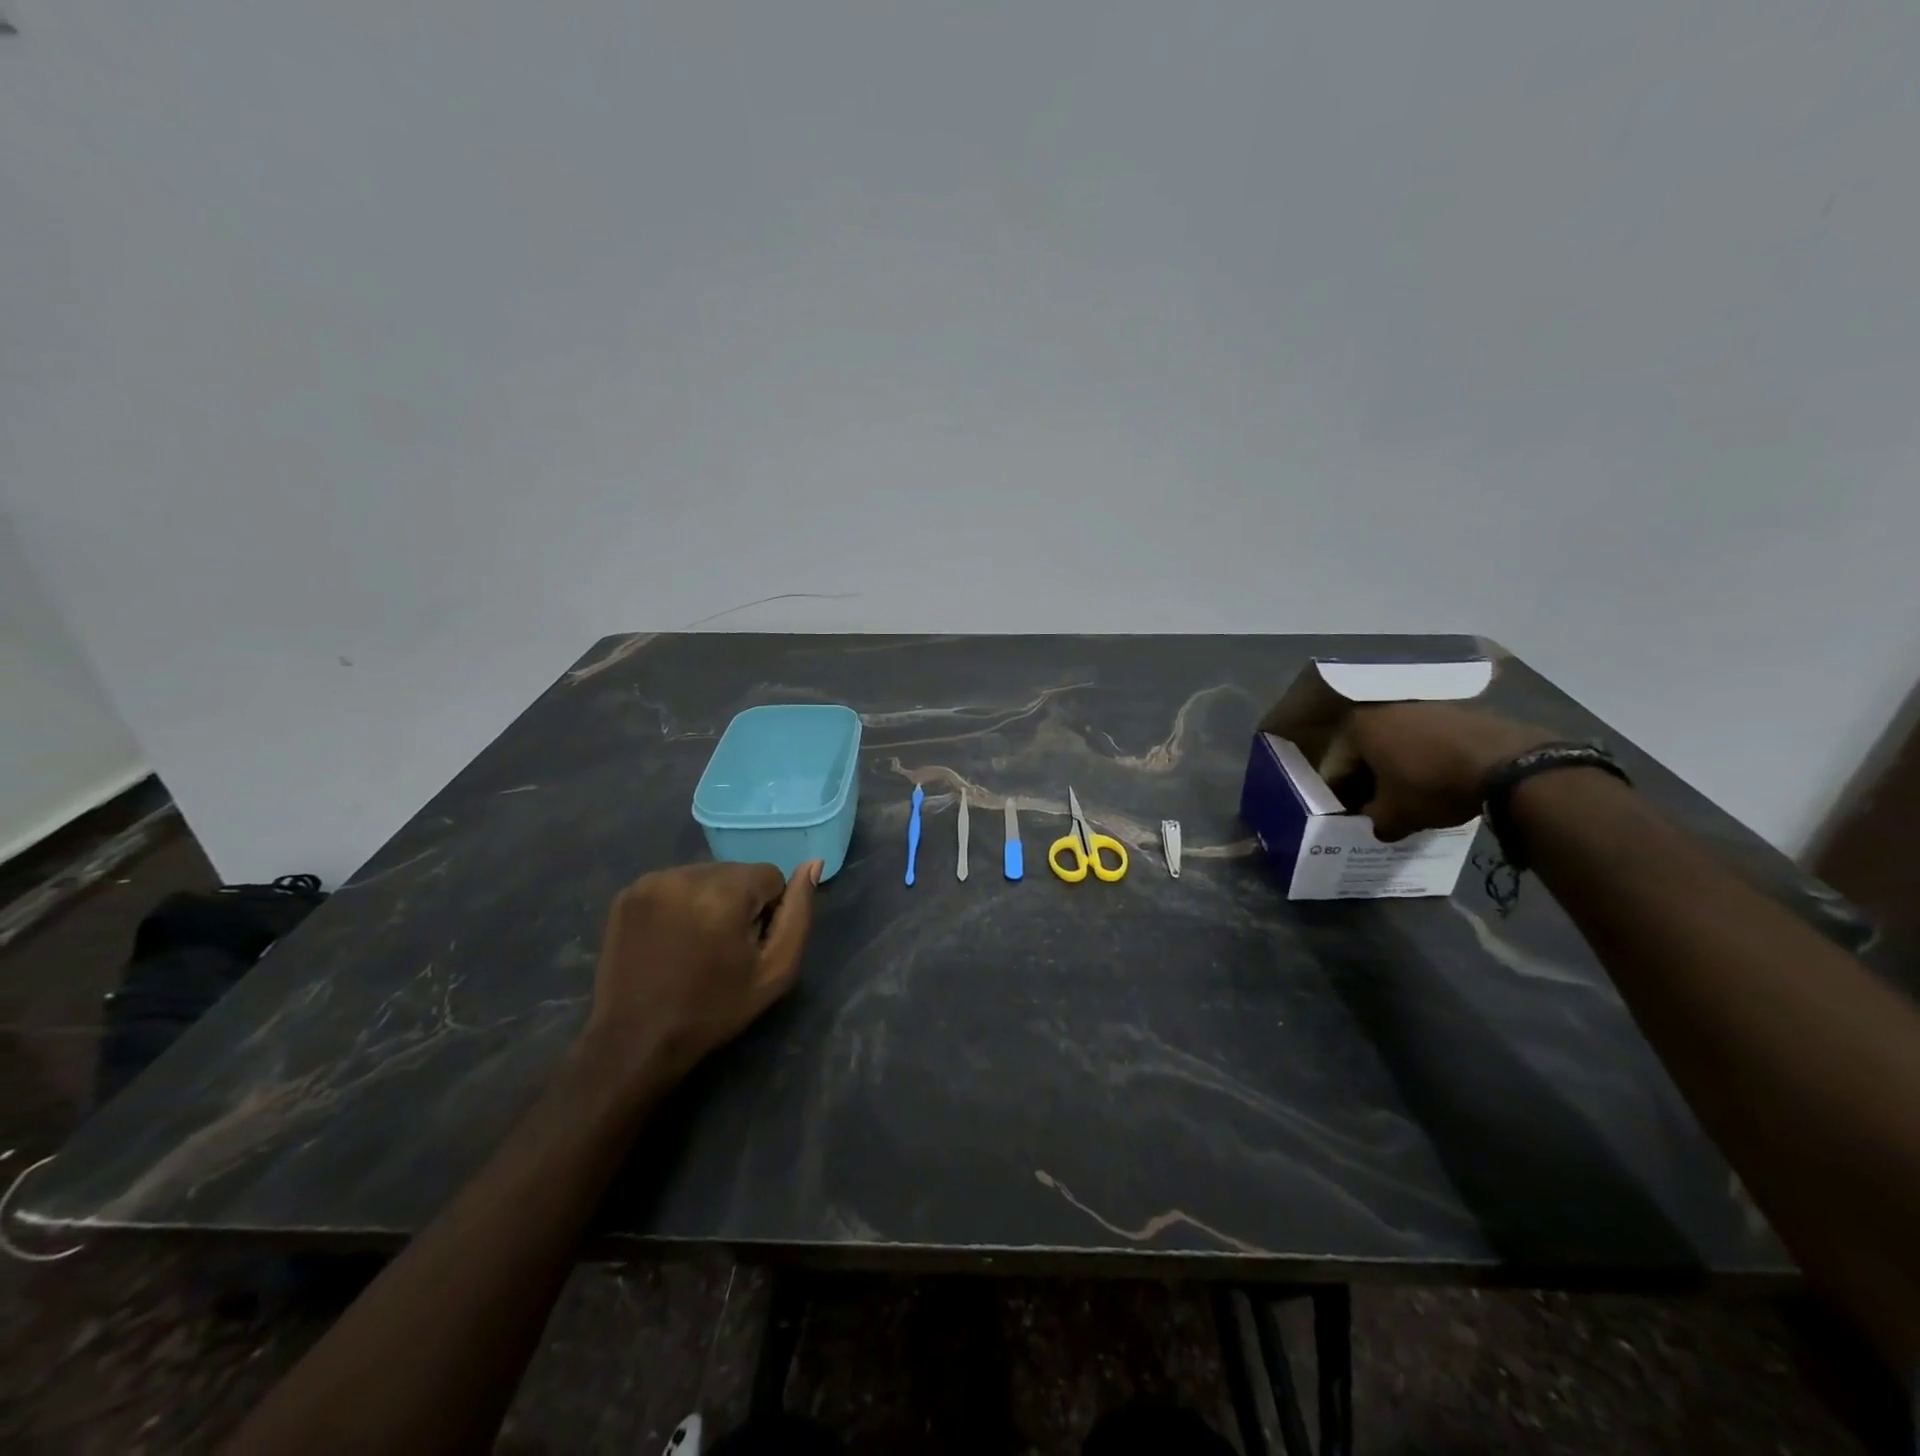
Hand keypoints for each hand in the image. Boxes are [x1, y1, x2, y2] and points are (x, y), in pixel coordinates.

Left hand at [586, 860, 820, 1084]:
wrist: (636, 1041)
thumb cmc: (714, 1009)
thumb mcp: (775, 970)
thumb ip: (798, 913)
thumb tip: (813, 864)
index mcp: (724, 893)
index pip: (770, 875)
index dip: (768, 912)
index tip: (749, 946)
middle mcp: (686, 875)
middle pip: (737, 871)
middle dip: (739, 901)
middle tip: (723, 947)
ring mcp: (651, 881)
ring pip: (706, 874)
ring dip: (711, 899)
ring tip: (696, 942)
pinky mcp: (629, 892)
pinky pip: (675, 882)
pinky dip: (681, 902)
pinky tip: (672, 936)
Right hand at [1340, 702, 1553, 841]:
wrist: (1508, 763)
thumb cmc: (1433, 785)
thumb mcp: (1395, 815)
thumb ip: (1374, 821)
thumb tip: (1375, 823)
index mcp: (1356, 727)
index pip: (1336, 768)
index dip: (1341, 797)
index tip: (1352, 816)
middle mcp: (1382, 707)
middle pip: (1365, 750)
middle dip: (1369, 778)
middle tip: (1378, 805)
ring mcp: (1421, 704)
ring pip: (1397, 742)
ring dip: (1398, 765)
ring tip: (1410, 793)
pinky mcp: (1454, 709)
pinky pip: (1427, 738)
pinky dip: (1425, 757)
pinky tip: (1438, 778)